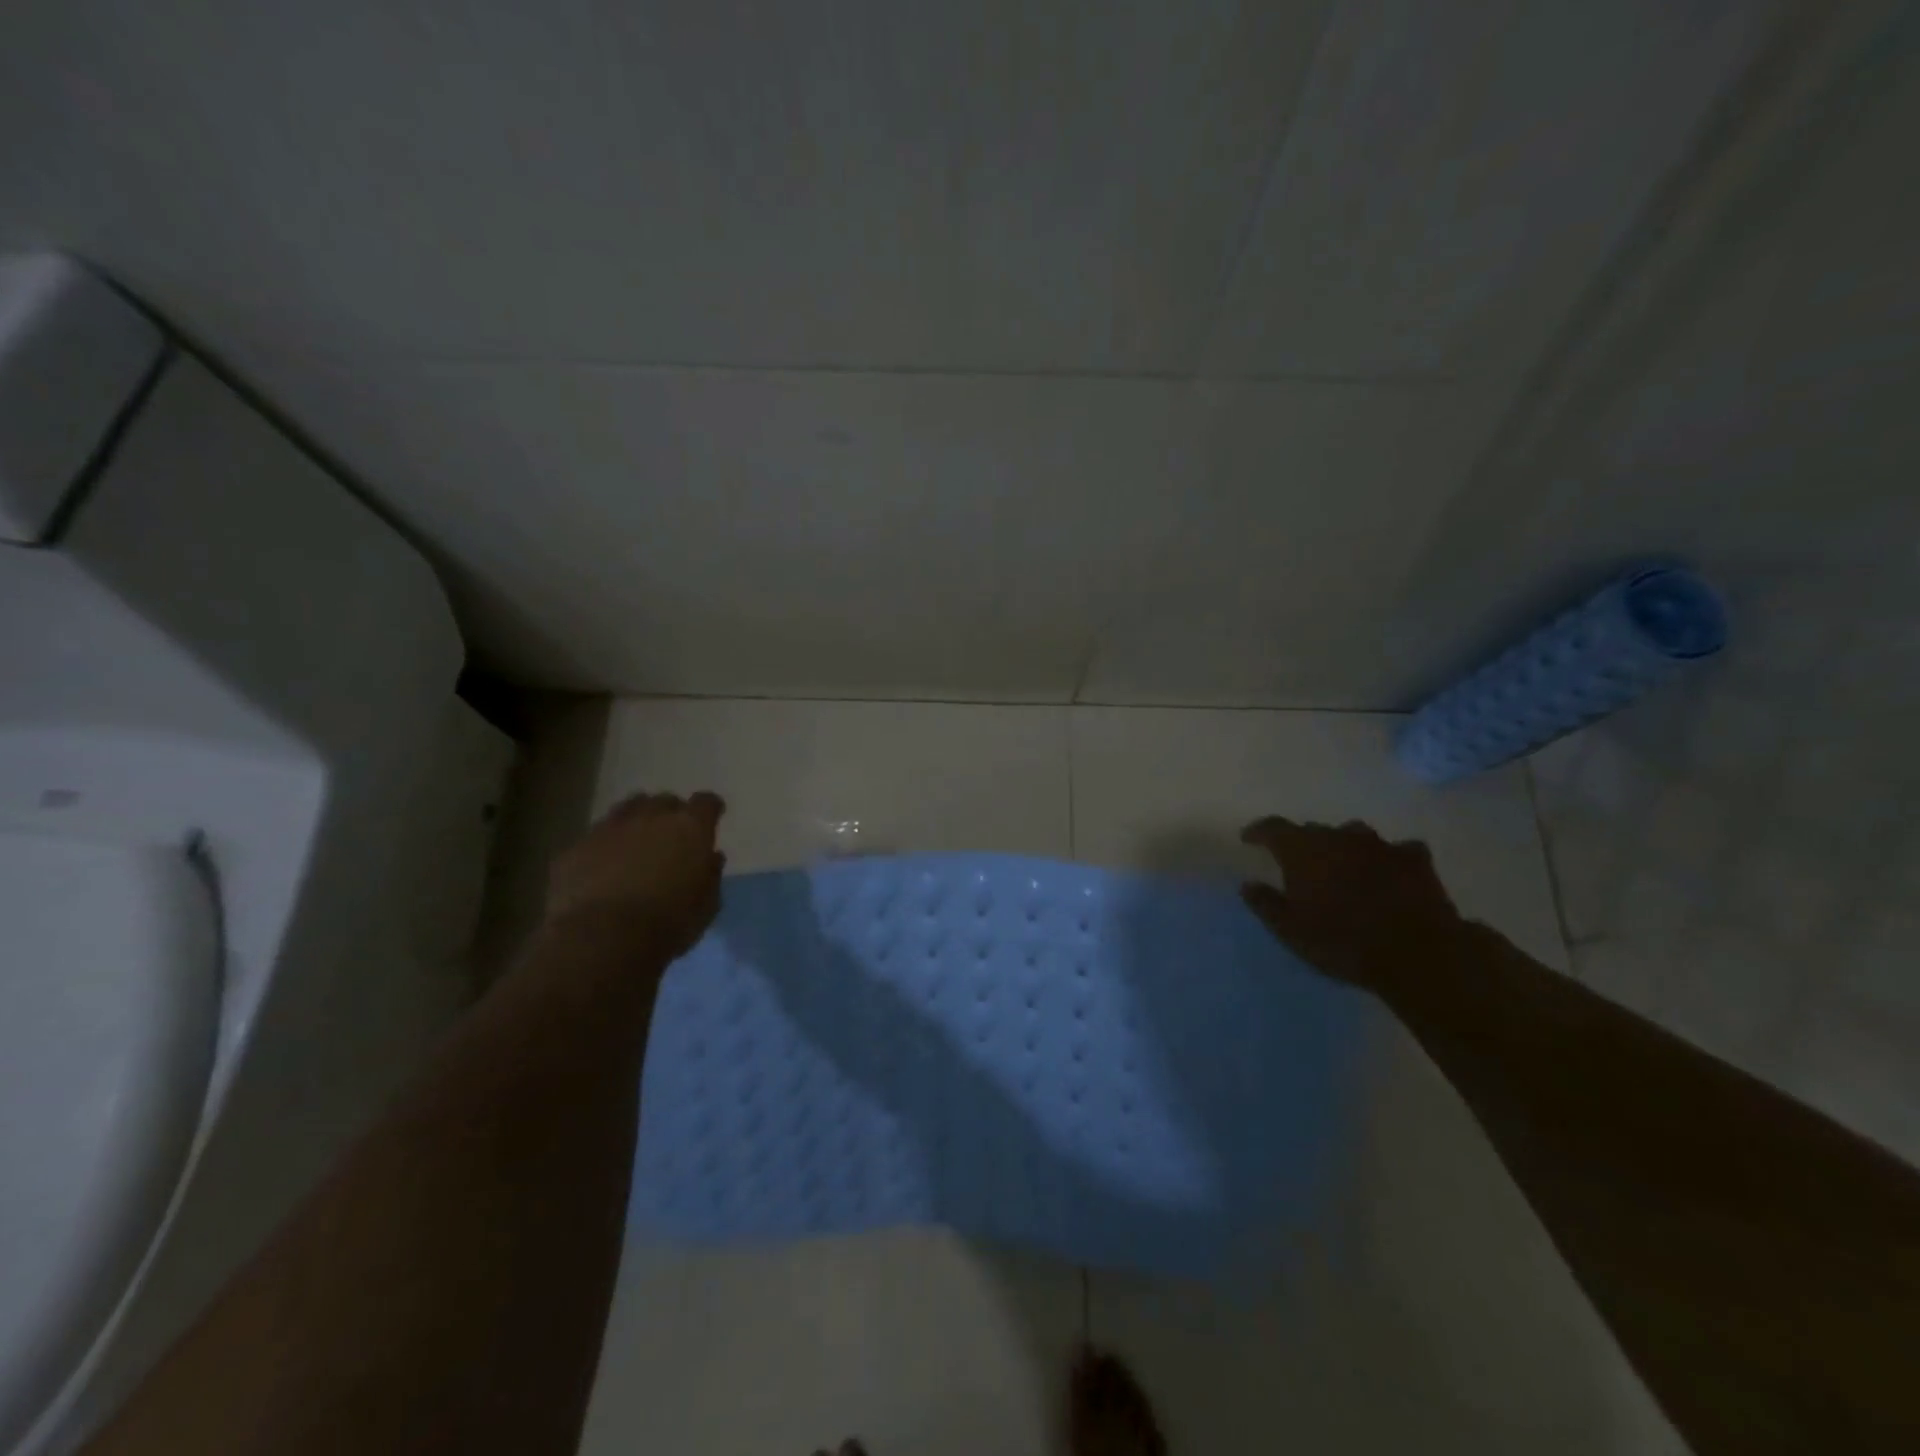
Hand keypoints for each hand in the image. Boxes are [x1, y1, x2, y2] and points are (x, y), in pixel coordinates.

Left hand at [546, 791, 726, 956]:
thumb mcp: (706, 906)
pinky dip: (605, 845)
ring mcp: (610, 828)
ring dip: (636, 820)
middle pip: (664, 801)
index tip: (712, 817)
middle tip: (672, 836)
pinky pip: (596, 836)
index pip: (706, 802)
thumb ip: (711, 875)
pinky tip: (603, 866)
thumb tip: (711, 857)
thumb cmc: (668, 924)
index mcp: (689, 827)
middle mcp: (650, 817)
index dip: (710, 808)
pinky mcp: (576, 847)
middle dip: (670, 814)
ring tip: (636, 841)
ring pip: (627, 809)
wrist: (602, 939)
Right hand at [1240, 817, 1464, 994]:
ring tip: (1342, 864)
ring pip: (1353, 834)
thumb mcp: (1290, 931)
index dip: (1259, 831)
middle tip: (1297, 863)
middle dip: (1302, 843)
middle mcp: (1340, 838)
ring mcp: (1380, 846)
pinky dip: (1388, 858)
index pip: (1273, 828)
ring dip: (1343, 846)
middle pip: (1314, 830)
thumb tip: (1248, 884)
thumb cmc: (1342, 942)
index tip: (1249, 838)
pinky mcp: (1415, 861)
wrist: (1416, 954)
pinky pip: (1397, 850)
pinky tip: (1390, 870)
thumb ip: (1266, 904)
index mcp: (1304, 850)